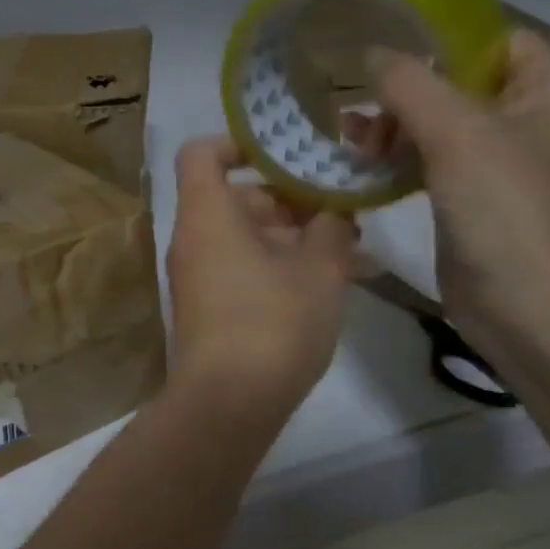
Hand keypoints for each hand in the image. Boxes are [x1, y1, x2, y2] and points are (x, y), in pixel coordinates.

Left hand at [165, 136, 355, 416]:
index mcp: (207, 214)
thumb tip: (334, 210)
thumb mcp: (319, 267)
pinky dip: (282, 266)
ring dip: (297, 237)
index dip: (241, 144)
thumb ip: (332, 225)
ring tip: (356, 252)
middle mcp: (194, 239)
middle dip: (292, 200)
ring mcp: (199, 276)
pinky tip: (336, 283)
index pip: (203, 153)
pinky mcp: (210, 308)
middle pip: (236, 197)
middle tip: (344, 212)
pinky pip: (245, 269)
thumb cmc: (273, 322)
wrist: (228, 404)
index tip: (288, 154)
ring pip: (248, 237)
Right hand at [347, 29, 549, 356]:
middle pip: (459, 84)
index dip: (436, 42)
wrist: (529, 306)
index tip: (379, 55)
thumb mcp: (456, 132)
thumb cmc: (506, 208)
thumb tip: (368, 52)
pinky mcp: (479, 200)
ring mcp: (508, 164)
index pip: (491, 40)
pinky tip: (364, 170)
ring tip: (352, 144)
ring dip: (395, 131)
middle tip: (358, 115)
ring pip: (441, 127)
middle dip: (404, 95)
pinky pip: (435, 164)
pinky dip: (401, 162)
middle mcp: (537, 119)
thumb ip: (408, 83)